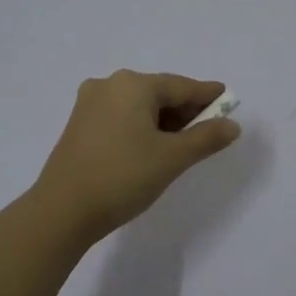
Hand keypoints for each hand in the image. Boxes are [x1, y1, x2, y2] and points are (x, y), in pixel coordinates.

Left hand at [33, 70, 242, 243]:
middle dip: (185, 110)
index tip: (228, 100)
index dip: (207, 96)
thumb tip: (232, 125)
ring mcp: (89, 104)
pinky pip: (121, 117)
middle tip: (208, 130)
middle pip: (159, 93)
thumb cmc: (123, 177)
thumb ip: (206, 138)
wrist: (62, 211)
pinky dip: (142, 127)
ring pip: (139, 106)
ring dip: (163, 121)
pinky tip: (151, 148)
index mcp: (133, 85)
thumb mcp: (172, 158)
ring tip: (182, 145)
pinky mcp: (79, 125)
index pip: (182, 87)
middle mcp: (109, 85)